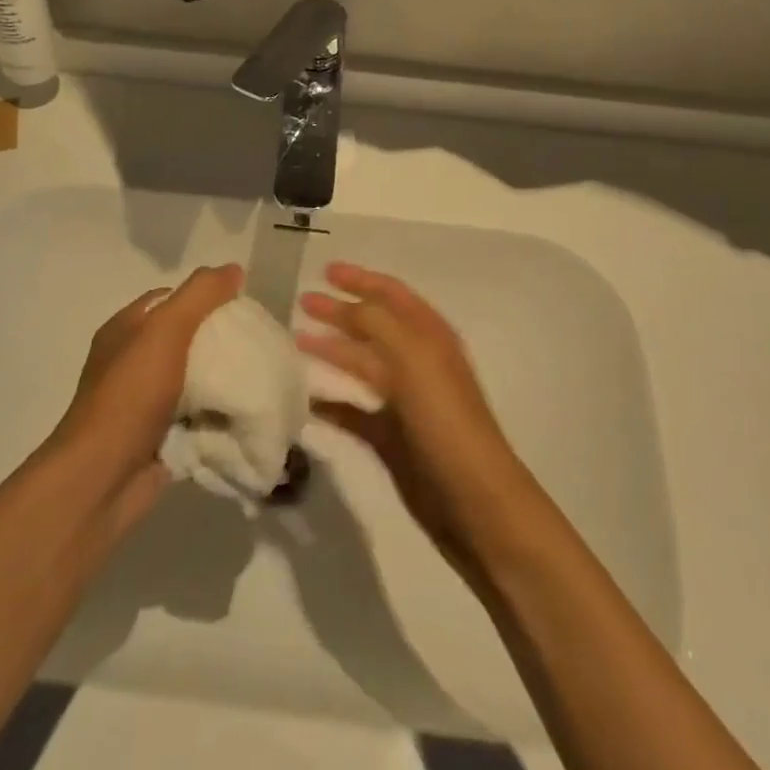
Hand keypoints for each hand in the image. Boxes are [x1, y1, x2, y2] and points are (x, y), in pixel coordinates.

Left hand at [48, 264, 243, 534]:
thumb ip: (200, 295)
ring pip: (194, 381)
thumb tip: (232, 269)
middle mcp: (132, 362)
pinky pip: (197, 418)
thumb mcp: (165, 330)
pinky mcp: (159, 438)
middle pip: (186, 340)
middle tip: (258, 343)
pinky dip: (218, 416)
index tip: (242, 307)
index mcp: (126, 330)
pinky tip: (247, 412)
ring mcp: (144, 403)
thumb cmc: (130, 395)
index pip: (171, 300)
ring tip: (262, 376)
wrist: (102, 479)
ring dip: (223, 381)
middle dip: (220, 341)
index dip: (205, 298)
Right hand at [299, 263, 533, 567]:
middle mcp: (417, 361)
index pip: (391, 294)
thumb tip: (347, 306)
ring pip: (362, 364)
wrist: (473, 498)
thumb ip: (377, 324)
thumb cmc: (445, 418)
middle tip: (302, 303)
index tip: (325, 270)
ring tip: (296, 341)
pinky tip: (305, 399)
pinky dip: (331, 402)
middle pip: (373, 326)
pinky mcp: (392, 437)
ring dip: (332, 350)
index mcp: (429, 335)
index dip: (361, 279)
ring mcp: (405, 400)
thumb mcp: (413, 357)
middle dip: (340, 312)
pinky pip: (354, 411)